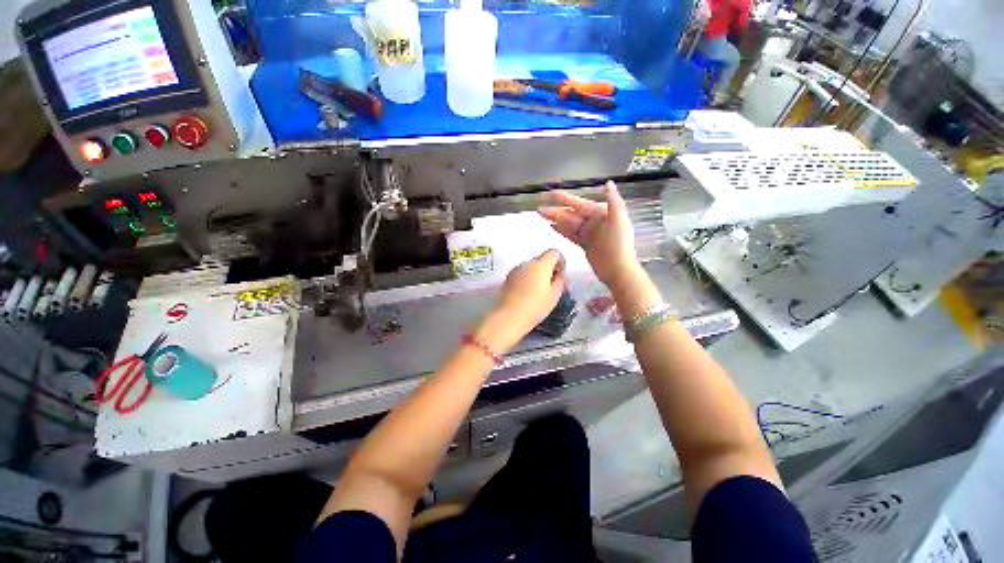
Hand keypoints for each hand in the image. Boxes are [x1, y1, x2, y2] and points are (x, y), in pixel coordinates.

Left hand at [476, 250, 565, 351]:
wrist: (509, 316)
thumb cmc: (535, 307)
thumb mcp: (554, 295)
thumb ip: (559, 280)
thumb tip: (559, 273)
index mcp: (540, 265)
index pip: (553, 252)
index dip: (560, 260)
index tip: (561, 273)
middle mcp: (527, 263)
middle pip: (541, 259)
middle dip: (548, 268)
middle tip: (551, 284)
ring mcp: (515, 270)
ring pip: (530, 267)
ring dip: (536, 274)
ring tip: (538, 291)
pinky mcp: (507, 278)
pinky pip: (521, 274)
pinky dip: (527, 279)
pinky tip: (527, 293)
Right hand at [539, 181, 640, 291]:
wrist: (618, 269)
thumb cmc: (619, 244)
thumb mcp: (619, 220)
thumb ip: (613, 201)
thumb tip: (608, 183)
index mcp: (601, 214)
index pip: (580, 204)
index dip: (565, 199)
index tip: (551, 194)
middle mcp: (593, 222)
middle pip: (571, 214)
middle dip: (556, 211)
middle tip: (540, 209)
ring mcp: (588, 234)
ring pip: (568, 224)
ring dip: (555, 219)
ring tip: (542, 215)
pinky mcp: (585, 245)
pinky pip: (571, 235)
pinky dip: (561, 230)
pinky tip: (551, 227)